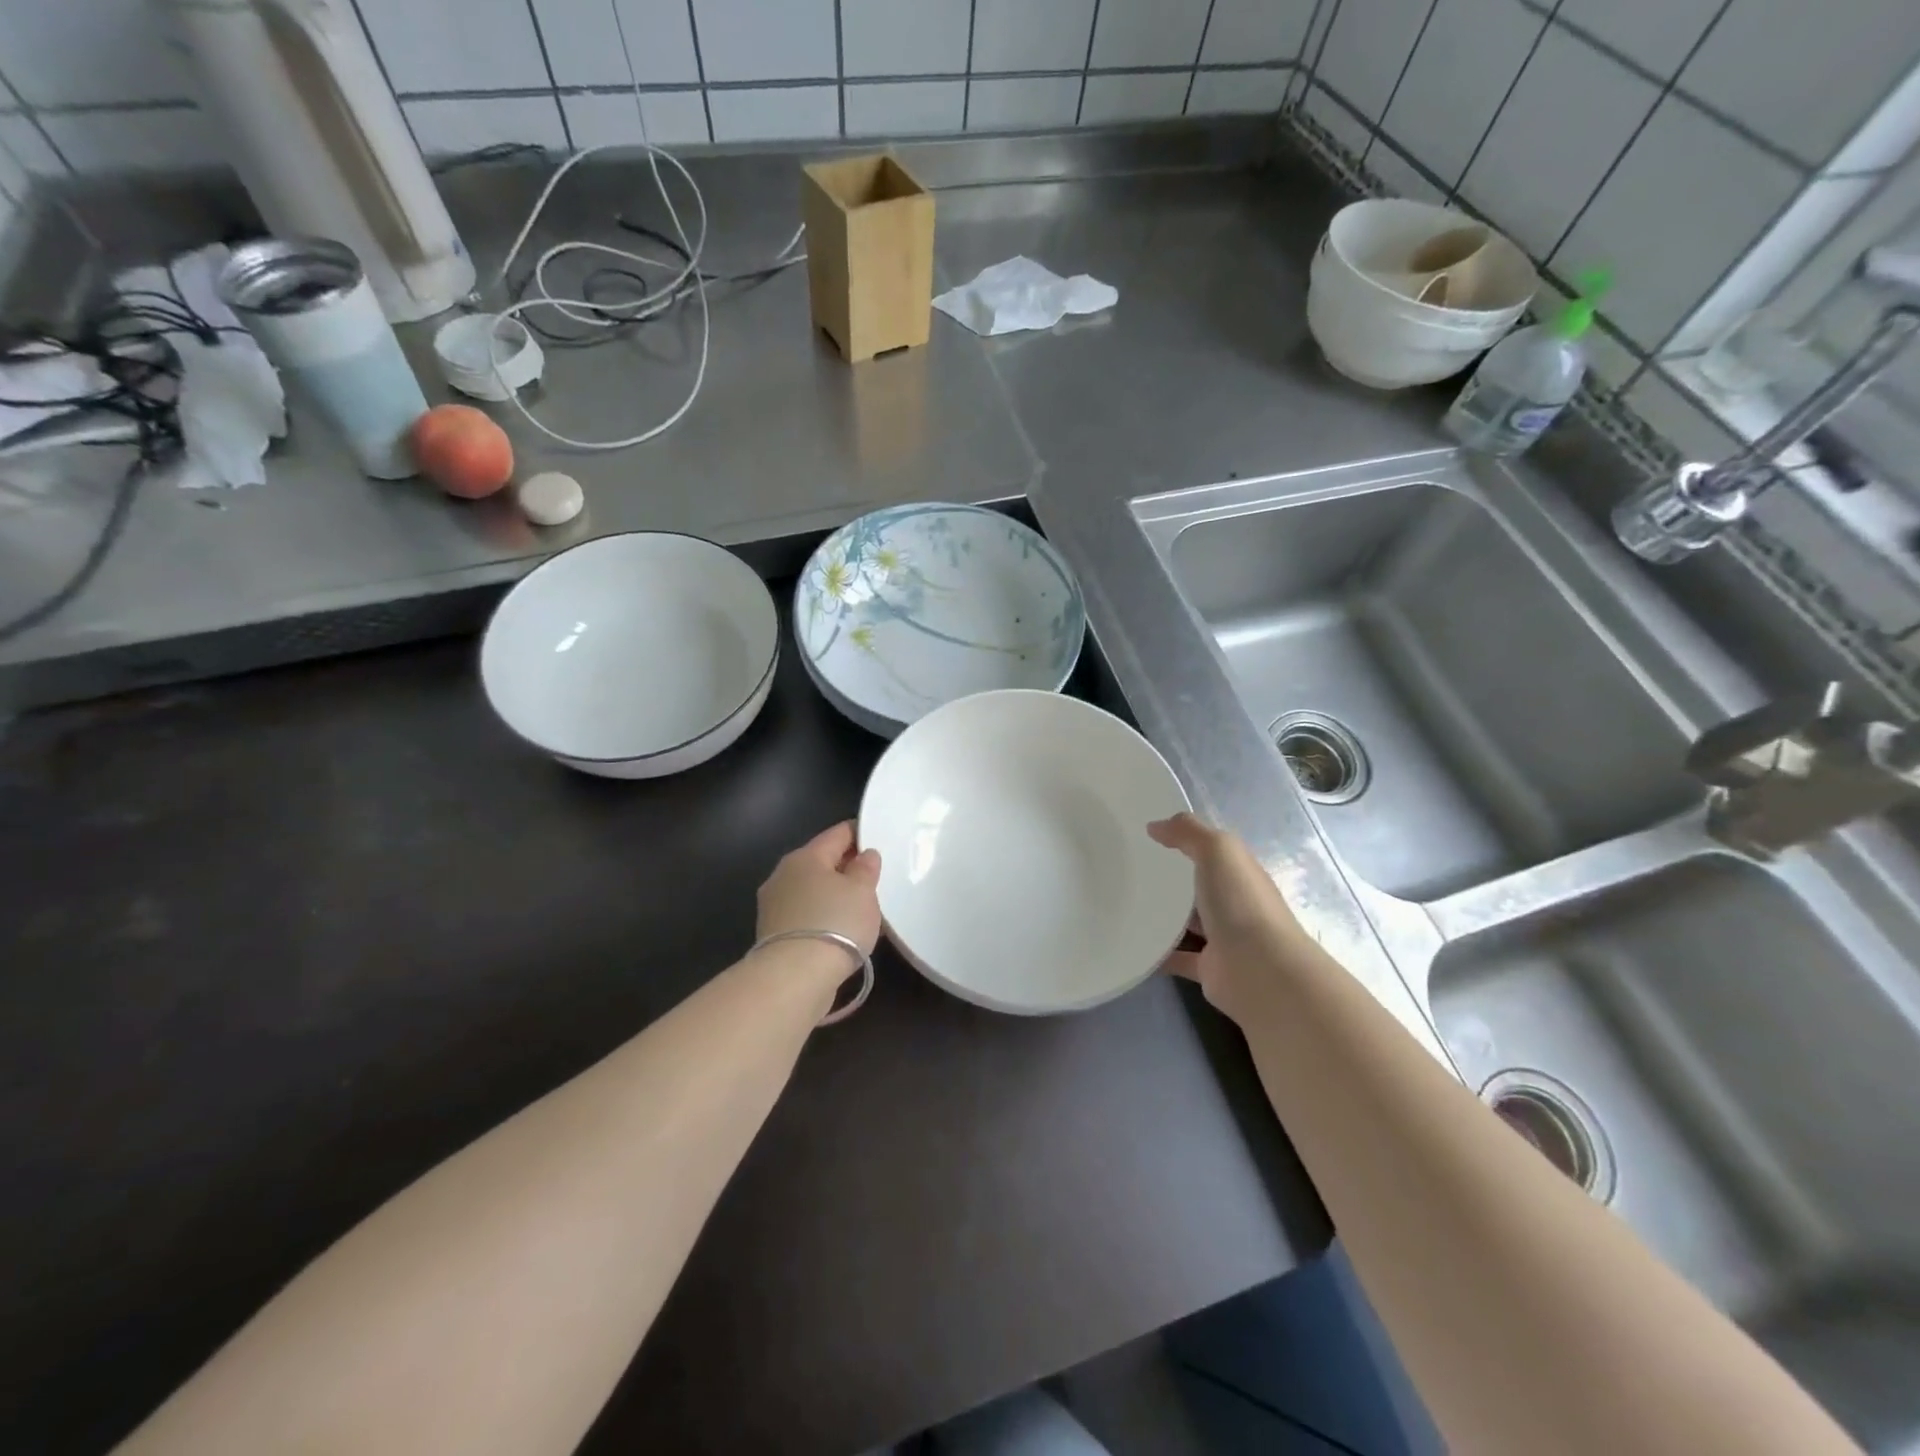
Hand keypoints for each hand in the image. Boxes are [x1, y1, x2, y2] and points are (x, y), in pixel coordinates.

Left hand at [757, 821, 882, 956]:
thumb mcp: (862, 891)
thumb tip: (864, 855)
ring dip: (833, 895)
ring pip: (812, 890)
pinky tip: (841, 930)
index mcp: (805, 856)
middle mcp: (783, 875)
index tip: (878, 839)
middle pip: (821, 862)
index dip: (859, 833)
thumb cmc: (835, 923)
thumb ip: (865, 869)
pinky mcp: (773, 935)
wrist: (794, 978)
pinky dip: (823, 917)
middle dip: (846, 867)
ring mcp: (774, 906)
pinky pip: (806, 915)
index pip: (837, 834)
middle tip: (873, 877)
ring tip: (860, 908)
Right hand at [1150, 813, 1304, 1020]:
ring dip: (1164, 916)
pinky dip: (1158, 953)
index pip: (1215, 853)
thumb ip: (1188, 832)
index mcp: (1241, 873)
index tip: (1149, 836)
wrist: (1261, 972)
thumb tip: (1155, 826)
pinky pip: (1178, 957)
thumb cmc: (1241, 903)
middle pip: (1201, 887)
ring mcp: (1223, 938)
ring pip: (1188, 923)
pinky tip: (1132, 943)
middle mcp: (1235, 904)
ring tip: (1125, 905)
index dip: (1188, 841)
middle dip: (1172, 880)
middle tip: (1130, 870)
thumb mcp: (1218, 850)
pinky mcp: (1209, 968)